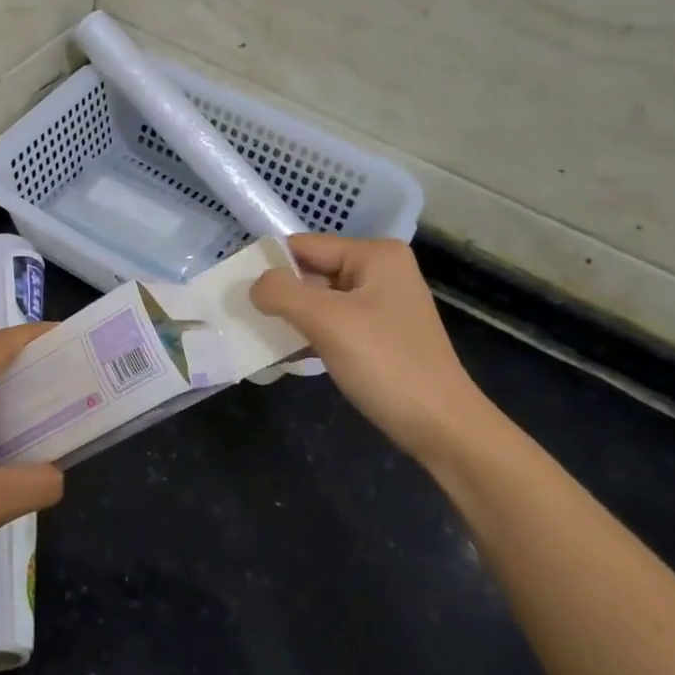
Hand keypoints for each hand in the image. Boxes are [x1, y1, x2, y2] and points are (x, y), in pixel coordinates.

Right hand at [251, 235, 491, 463]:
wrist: (442, 428)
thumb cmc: (386, 364)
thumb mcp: (328, 322)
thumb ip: (282, 293)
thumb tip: (253, 285)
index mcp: (374, 255)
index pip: (304, 246)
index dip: (268, 265)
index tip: (233, 291)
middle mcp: (378, 271)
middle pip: (310, 272)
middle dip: (277, 294)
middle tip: (239, 316)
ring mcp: (379, 304)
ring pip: (317, 301)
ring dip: (289, 318)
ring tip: (255, 335)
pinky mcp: (376, 335)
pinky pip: (330, 324)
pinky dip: (306, 335)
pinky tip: (282, 353)